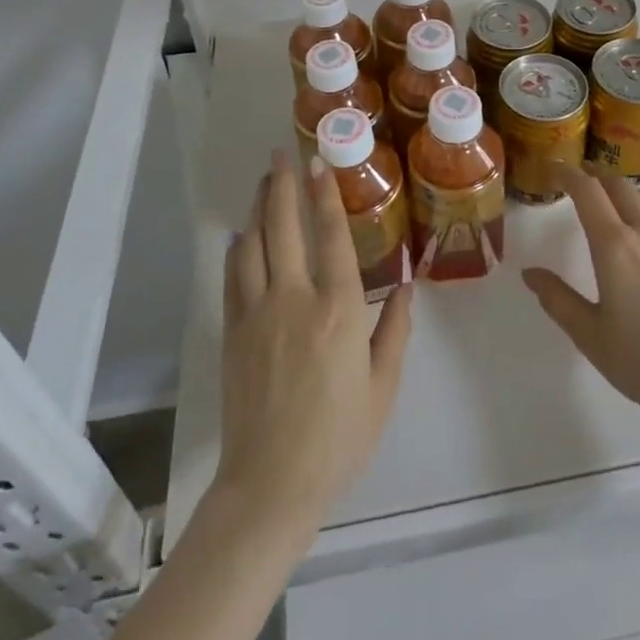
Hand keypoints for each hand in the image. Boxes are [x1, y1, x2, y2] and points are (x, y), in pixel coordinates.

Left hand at [216, 151, 412, 529]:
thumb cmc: (338, 438)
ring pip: (253, 244)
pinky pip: (233, 276)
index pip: (331, 236)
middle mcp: (294, 299)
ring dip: (258, 208)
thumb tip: (406, 285)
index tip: (318, 164)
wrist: (271, 485)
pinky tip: (243, 234)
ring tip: (264, 182)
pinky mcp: (233, 332)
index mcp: (338, 310)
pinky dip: (238, 248)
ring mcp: (257, 313)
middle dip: (281, 185)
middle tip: (281, 154)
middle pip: (283, 227)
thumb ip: (395, 330)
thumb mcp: (382, 387)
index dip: (324, 195)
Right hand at [522, 166, 639, 431]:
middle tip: (581, 182)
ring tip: (618, 206)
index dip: (568, 174)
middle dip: (597, 177)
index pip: (587, 192)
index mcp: (614, 247)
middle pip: (619, 186)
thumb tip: (530, 272)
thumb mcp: (589, 335)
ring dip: (628, 194)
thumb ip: (557, 299)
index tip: (555, 168)